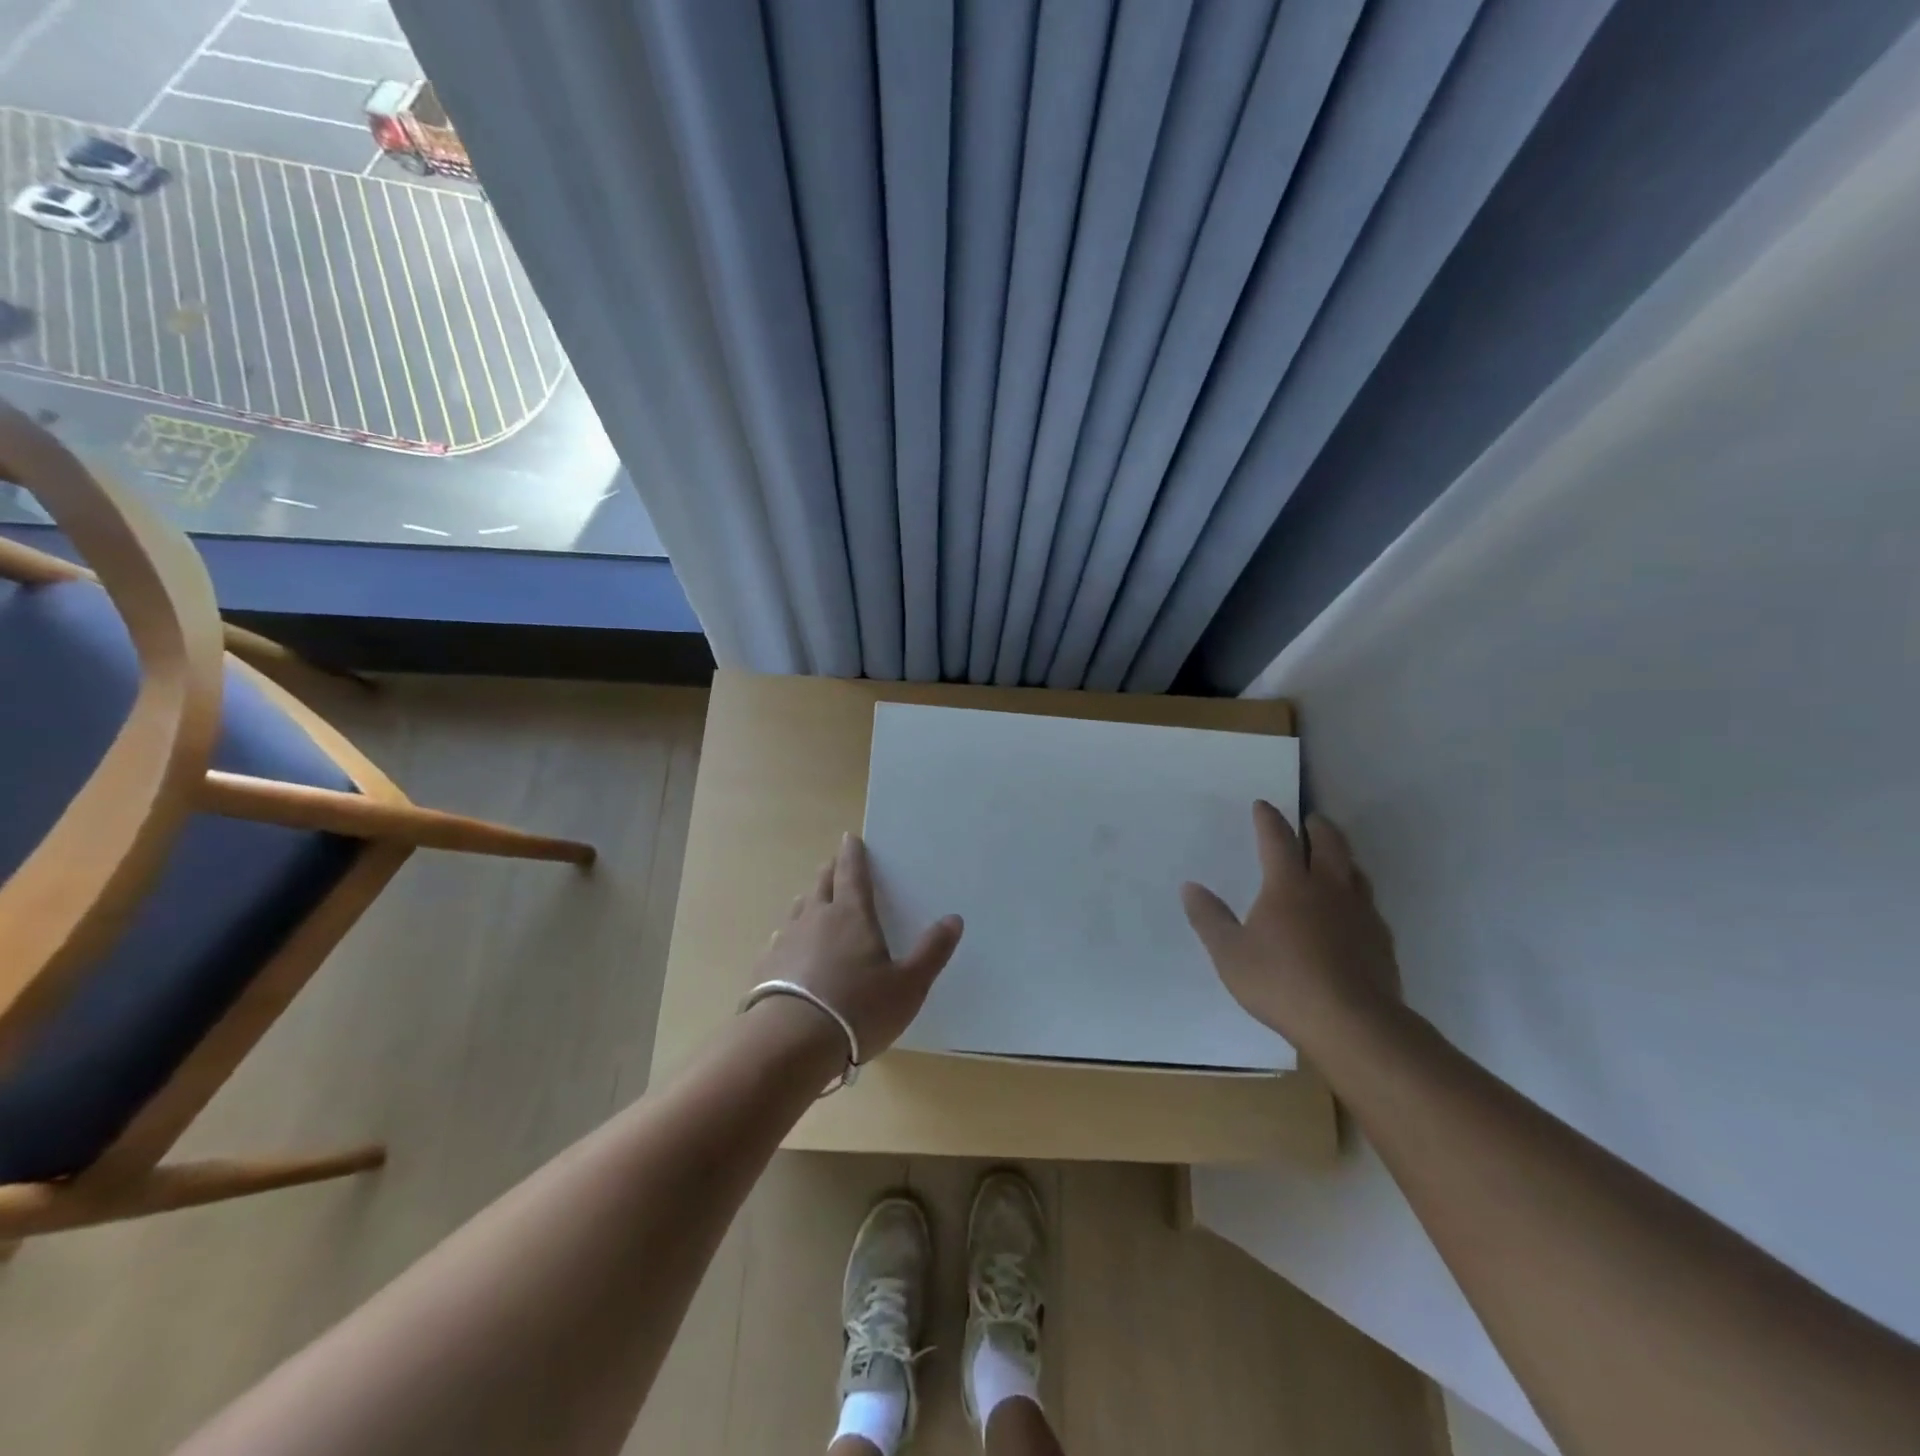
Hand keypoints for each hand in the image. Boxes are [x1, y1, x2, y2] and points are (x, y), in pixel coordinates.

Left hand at [755, 832, 963, 1059]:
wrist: (788, 1044)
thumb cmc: (857, 1010)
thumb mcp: (908, 986)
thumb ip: (932, 952)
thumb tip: (954, 919)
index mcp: (852, 914)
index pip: (853, 873)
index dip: (854, 854)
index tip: (851, 838)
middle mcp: (816, 918)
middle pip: (822, 883)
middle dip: (831, 870)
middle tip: (836, 863)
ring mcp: (787, 941)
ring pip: (799, 908)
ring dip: (810, 898)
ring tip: (814, 898)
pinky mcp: (766, 967)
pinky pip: (780, 938)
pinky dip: (790, 933)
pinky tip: (789, 944)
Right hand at [1181, 802, 1401, 1046]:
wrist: (1353, 1024)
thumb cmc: (1282, 983)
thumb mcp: (1230, 954)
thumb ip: (1209, 918)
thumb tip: (1190, 887)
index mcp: (1288, 885)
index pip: (1278, 839)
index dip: (1268, 819)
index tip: (1263, 805)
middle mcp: (1328, 888)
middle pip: (1327, 844)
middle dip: (1316, 827)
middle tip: (1310, 820)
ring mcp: (1360, 913)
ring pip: (1354, 870)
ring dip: (1342, 856)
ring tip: (1333, 857)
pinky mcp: (1381, 939)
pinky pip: (1368, 903)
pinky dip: (1356, 894)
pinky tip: (1351, 911)